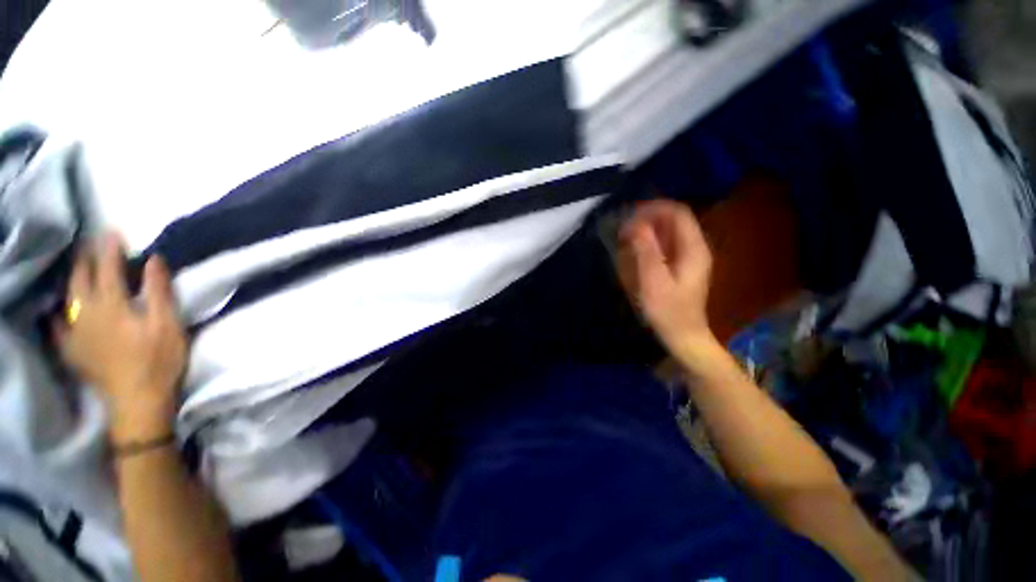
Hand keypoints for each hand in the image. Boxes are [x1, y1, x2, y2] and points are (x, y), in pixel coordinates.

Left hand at [56, 233, 186, 442]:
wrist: (138, 401)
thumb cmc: (159, 360)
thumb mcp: (169, 325)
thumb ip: (159, 292)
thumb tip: (153, 260)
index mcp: (112, 306)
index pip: (108, 269)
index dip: (109, 249)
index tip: (112, 232)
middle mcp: (86, 314)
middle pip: (80, 280)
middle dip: (84, 259)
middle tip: (89, 244)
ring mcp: (75, 333)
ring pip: (65, 298)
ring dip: (70, 280)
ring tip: (74, 268)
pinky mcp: (72, 350)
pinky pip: (56, 326)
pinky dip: (55, 313)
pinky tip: (56, 310)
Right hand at [616, 199, 717, 362]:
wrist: (683, 335)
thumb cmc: (668, 311)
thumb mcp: (653, 281)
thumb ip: (646, 251)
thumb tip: (635, 224)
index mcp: (694, 248)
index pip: (677, 213)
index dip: (654, 208)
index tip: (630, 216)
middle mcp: (695, 247)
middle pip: (673, 220)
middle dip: (647, 219)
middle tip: (624, 230)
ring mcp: (690, 257)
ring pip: (669, 231)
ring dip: (647, 231)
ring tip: (626, 239)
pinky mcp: (682, 266)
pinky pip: (666, 245)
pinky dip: (650, 243)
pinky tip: (636, 252)